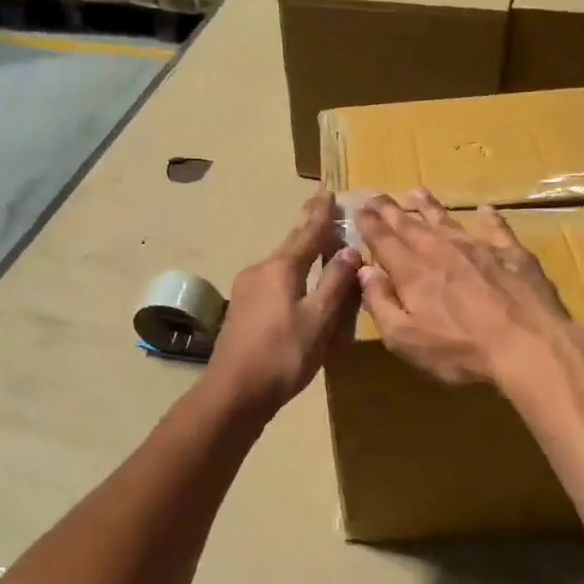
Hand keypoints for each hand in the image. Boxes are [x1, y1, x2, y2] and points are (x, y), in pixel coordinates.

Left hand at [206, 193, 360, 414]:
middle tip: (323, 209)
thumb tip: (350, 250)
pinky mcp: (242, 310)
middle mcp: (260, 270)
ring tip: (319, 249)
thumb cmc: (282, 355)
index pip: (307, 232)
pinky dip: (292, 277)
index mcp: (281, 268)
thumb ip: (335, 284)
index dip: (321, 213)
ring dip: (301, 255)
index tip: (329, 191)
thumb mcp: (318, 320)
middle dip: (309, 229)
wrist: (234, 392)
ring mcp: (246, 290)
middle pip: (291, 245)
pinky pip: (273, 283)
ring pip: (282, 265)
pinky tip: (299, 287)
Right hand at [354, 190, 573, 386]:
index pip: (383, 241)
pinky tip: (486, 210)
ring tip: (416, 192)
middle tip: (377, 195)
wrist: (528, 346)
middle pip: (410, 225)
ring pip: (448, 220)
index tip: (359, 209)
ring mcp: (479, 248)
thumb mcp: (405, 339)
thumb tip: (364, 271)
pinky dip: (489, 218)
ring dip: (429, 206)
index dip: (369, 224)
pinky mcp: (513, 254)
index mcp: (412, 272)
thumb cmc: (460, 351)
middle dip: (391, 210)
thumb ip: (380, 303)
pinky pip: (497, 229)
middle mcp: (441, 251)